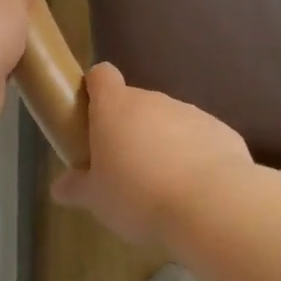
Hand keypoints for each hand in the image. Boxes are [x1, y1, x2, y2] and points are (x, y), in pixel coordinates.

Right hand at [52, 63, 255, 246]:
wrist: (211, 205)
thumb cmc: (139, 196)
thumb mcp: (97, 199)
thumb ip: (77, 187)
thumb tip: (59, 187)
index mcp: (116, 107)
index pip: (101, 75)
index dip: (95, 89)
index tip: (92, 115)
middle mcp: (153, 100)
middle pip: (135, 103)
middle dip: (129, 129)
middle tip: (124, 168)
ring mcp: (190, 112)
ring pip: (169, 122)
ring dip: (163, 143)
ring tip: (161, 186)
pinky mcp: (221, 130)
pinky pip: (199, 138)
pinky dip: (194, 156)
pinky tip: (194, 190)